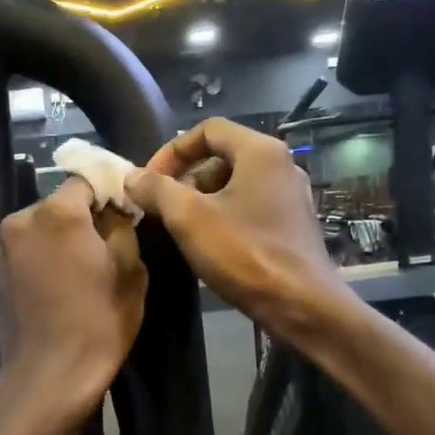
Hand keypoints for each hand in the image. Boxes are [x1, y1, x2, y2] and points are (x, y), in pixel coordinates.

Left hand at [0, 178, 146, 433]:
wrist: (49, 377)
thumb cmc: (98, 323)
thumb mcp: (131, 271)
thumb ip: (122, 228)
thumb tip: (115, 212)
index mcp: (57, 213)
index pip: (86, 180)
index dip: (108, 193)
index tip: (125, 213)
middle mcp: (21, 220)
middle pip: (60, 205)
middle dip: (83, 219)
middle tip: (107, 246)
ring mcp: (2, 248)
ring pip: (41, 229)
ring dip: (61, 240)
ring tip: (83, 272)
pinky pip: (27, 252)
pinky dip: (44, 259)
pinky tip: (60, 287)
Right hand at [127, 117, 345, 338]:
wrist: (301, 305)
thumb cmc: (245, 253)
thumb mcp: (189, 218)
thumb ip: (157, 189)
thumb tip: (133, 176)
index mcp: (261, 151)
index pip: (208, 129)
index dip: (172, 150)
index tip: (150, 180)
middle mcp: (281, 165)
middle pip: (222, 156)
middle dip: (186, 177)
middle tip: (160, 206)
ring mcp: (290, 196)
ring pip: (235, 184)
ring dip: (201, 199)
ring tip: (178, 227)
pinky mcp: (292, 225)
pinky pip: (249, 206)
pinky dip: (223, 216)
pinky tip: (208, 244)